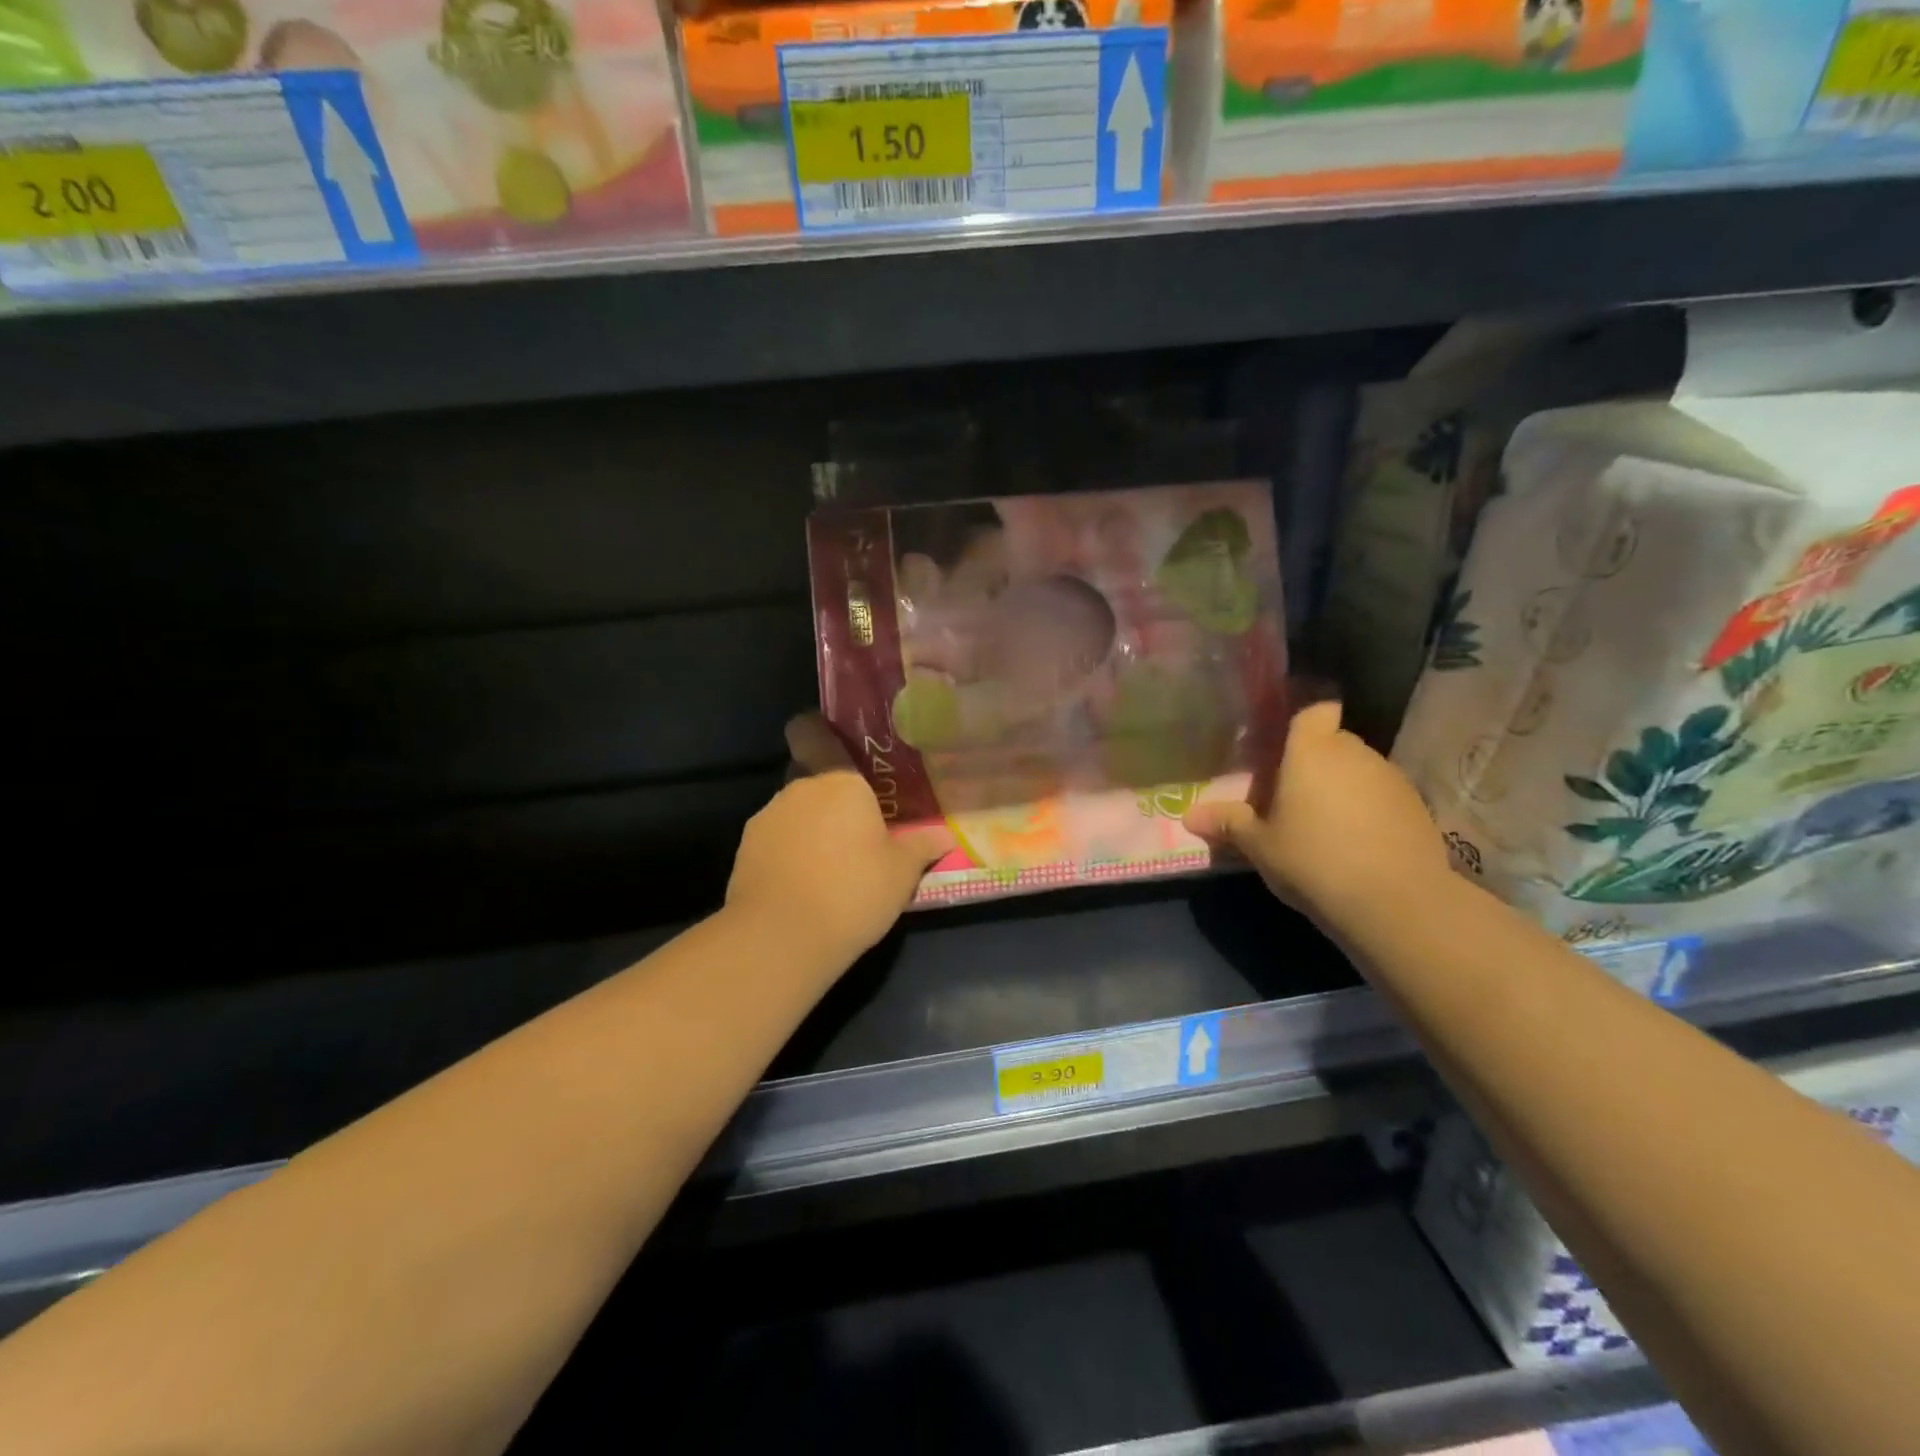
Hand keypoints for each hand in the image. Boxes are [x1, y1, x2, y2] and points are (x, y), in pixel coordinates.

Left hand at [725, 714, 954, 968]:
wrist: (781, 937)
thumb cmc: (852, 890)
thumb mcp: (901, 873)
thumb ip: (922, 847)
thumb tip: (945, 836)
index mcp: (838, 780)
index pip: (811, 732)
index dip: (816, 731)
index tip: (833, 743)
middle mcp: (798, 790)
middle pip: (809, 777)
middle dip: (829, 796)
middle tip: (856, 824)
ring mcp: (766, 820)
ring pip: (792, 811)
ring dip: (809, 827)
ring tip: (832, 863)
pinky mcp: (745, 852)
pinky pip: (775, 841)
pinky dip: (789, 853)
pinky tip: (806, 884)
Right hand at [1183, 701, 1451, 929]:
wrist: (1396, 903)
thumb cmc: (1313, 860)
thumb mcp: (1259, 846)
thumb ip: (1228, 824)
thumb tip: (1189, 816)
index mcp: (1312, 751)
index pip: (1314, 710)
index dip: (1302, 721)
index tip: (1284, 746)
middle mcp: (1354, 753)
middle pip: (1332, 742)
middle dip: (1313, 763)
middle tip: (1289, 798)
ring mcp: (1391, 778)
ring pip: (1358, 770)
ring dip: (1341, 788)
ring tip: (1322, 826)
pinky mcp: (1417, 807)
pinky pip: (1381, 796)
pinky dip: (1368, 810)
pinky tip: (1356, 845)